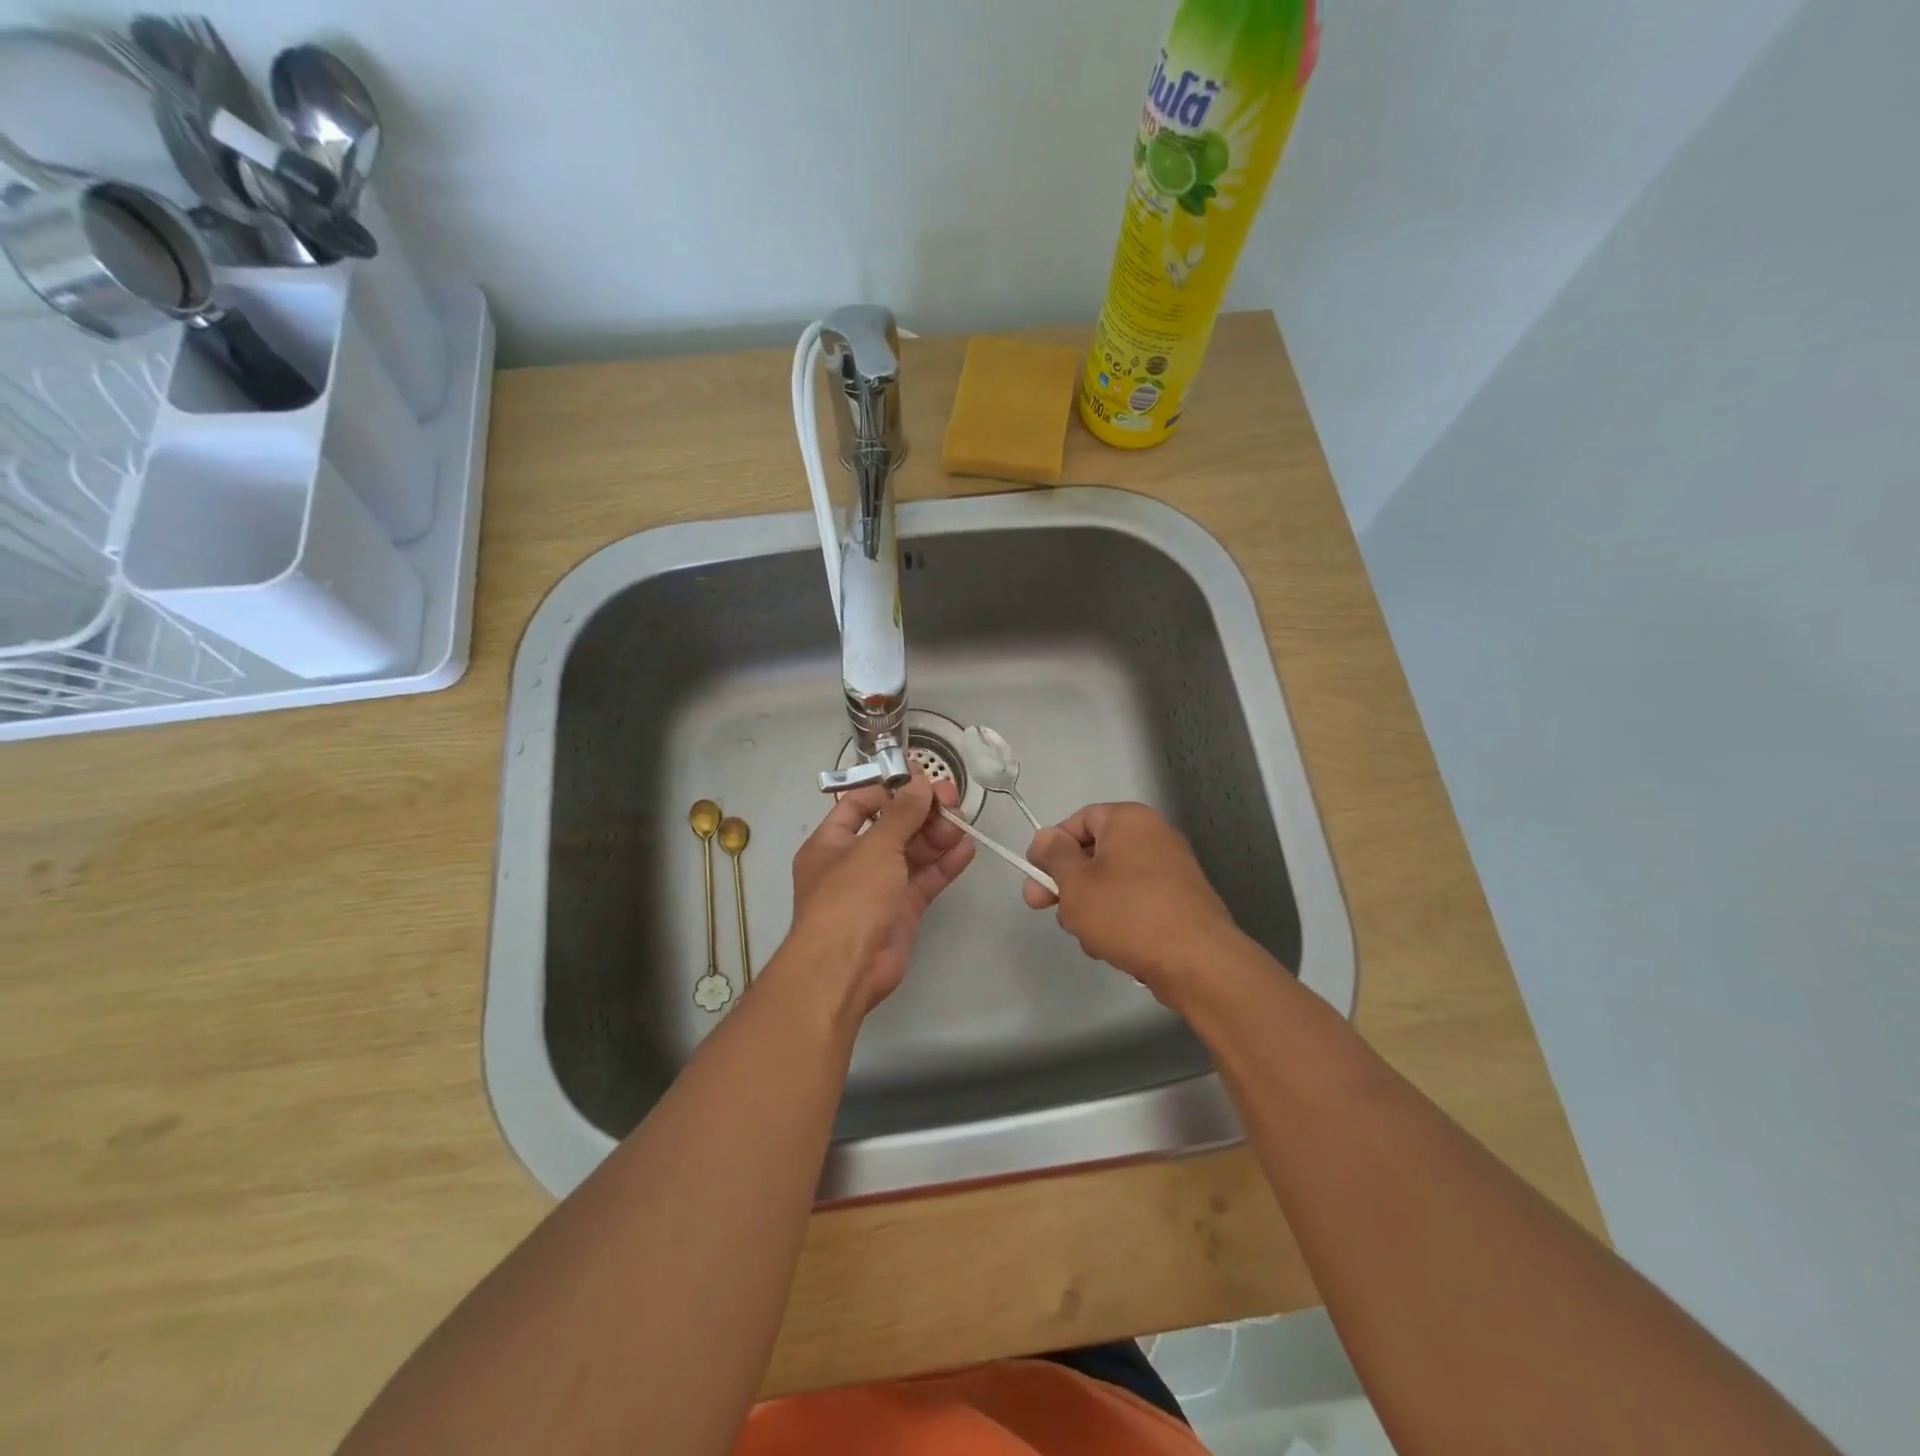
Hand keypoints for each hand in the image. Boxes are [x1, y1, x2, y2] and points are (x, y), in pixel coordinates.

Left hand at [784, 770, 974, 1017]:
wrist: (846, 968)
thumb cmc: (850, 897)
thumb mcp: (875, 847)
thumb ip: (902, 813)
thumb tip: (920, 782)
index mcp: (832, 842)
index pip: (860, 804)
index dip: (891, 790)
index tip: (922, 779)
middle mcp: (854, 861)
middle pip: (893, 827)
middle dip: (922, 812)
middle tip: (952, 800)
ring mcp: (880, 887)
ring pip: (913, 852)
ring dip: (937, 836)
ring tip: (962, 824)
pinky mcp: (903, 909)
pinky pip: (925, 879)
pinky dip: (945, 864)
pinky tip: (967, 849)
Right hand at [1024, 802, 1240, 1006]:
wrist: (1196, 961)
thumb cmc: (1127, 912)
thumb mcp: (1075, 882)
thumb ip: (1054, 855)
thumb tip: (1047, 838)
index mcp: (1129, 820)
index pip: (1078, 821)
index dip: (1050, 847)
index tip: (1033, 876)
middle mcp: (1154, 836)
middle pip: (1094, 854)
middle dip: (1068, 885)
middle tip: (1044, 909)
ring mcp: (1171, 870)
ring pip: (1111, 884)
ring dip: (1090, 908)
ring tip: (1088, 937)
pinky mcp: (1180, 903)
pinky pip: (1135, 903)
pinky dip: (1118, 921)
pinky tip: (1112, 947)